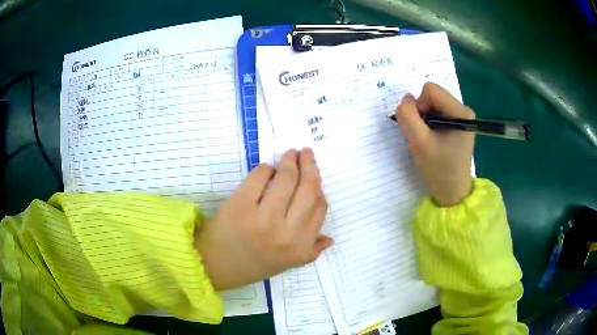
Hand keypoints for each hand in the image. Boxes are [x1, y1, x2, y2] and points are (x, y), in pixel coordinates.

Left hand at [195, 148, 332, 289]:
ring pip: (286, 178)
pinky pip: (260, 176)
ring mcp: (263, 218)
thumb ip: (310, 251)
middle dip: (309, 165)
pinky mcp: (240, 205)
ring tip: (290, 154)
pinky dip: (265, 168)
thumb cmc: (252, 264)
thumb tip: (329, 238)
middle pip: (308, 189)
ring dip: (290, 161)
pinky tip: (265, 170)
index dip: (319, 189)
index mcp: (300, 247)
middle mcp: (286, 233)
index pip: (319, 208)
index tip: (313, 178)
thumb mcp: (286, 264)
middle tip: (306, 153)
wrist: (215, 266)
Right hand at [396, 82, 474, 206]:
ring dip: (425, 118)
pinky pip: (437, 111)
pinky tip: (433, 138)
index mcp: (460, 112)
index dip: (419, 105)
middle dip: (422, 112)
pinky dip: (429, 122)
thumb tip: (406, 98)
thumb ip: (408, 116)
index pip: (431, 90)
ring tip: (428, 139)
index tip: (421, 127)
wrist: (452, 192)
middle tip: (424, 135)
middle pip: (432, 95)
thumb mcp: (419, 143)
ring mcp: (461, 116)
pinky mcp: (457, 123)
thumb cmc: (439, 170)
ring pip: (433, 103)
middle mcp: (463, 110)